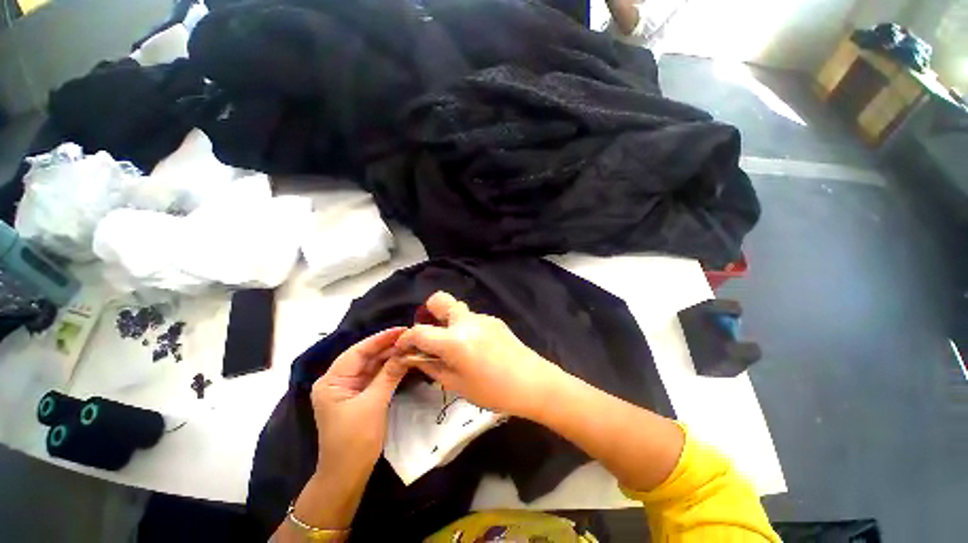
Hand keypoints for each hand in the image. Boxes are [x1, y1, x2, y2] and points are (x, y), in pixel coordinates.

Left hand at [311, 328, 408, 477]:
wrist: (347, 475)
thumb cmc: (355, 440)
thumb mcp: (374, 404)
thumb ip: (389, 374)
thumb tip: (406, 352)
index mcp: (332, 380)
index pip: (358, 351)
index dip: (381, 339)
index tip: (402, 329)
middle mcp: (338, 380)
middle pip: (366, 357)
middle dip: (388, 347)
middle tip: (411, 337)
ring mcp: (349, 388)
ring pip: (372, 366)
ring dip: (390, 357)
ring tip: (411, 345)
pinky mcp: (360, 396)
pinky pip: (376, 376)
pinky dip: (389, 369)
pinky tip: (403, 361)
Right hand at [394, 291, 561, 419]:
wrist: (533, 382)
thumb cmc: (493, 390)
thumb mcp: (457, 384)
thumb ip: (432, 367)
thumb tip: (414, 357)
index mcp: (454, 340)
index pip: (420, 331)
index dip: (406, 338)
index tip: (403, 347)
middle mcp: (466, 321)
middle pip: (440, 299)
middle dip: (428, 312)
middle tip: (430, 333)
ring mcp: (482, 317)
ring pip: (457, 310)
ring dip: (449, 322)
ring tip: (454, 345)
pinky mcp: (494, 320)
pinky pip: (472, 319)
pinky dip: (465, 328)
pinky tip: (476, 347)